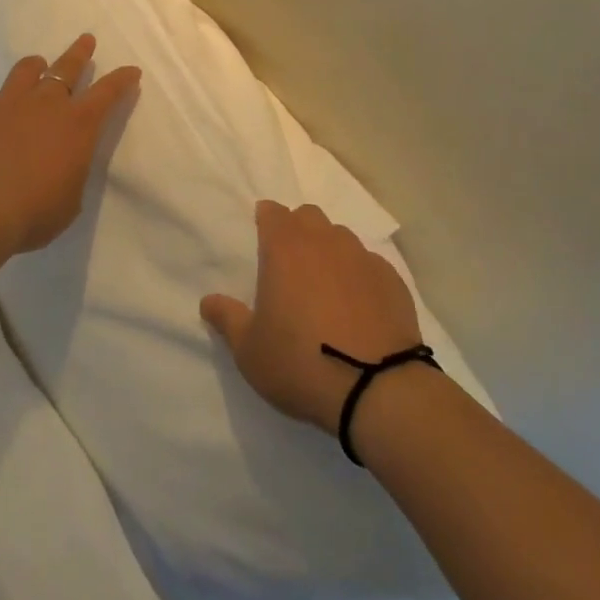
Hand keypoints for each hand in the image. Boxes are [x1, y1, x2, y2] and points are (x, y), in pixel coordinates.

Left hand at [0, 34, 140, 254]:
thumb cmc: (33, 214)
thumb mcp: (70, 200)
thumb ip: (70, 171)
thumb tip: (63, 163)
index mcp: (78, 124)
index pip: (108, 92)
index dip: (122, 79)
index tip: (131, 70)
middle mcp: (46, 102)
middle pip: (68, 66)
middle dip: (80, 52)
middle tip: (86, 39)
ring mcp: (7, 100)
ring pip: (25, 69)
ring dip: (34, 67)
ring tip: (36, 66)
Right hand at [200, 200, 424, 434]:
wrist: (376, 387)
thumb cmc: (301, 362)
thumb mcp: (250, 351)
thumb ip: (228, 319)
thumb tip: (208, 300)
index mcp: (285, 247)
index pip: (273, 212)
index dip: (266, 221)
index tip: (262, 239)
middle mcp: (324, 240)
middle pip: (308, 217)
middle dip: (298, 230)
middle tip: (291, 264)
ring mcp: (362, 256)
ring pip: (341, 237)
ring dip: (330, 251)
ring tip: (326, 287)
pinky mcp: (391, 278)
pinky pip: (369, 264)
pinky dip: (360, 276)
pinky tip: (359, 307)